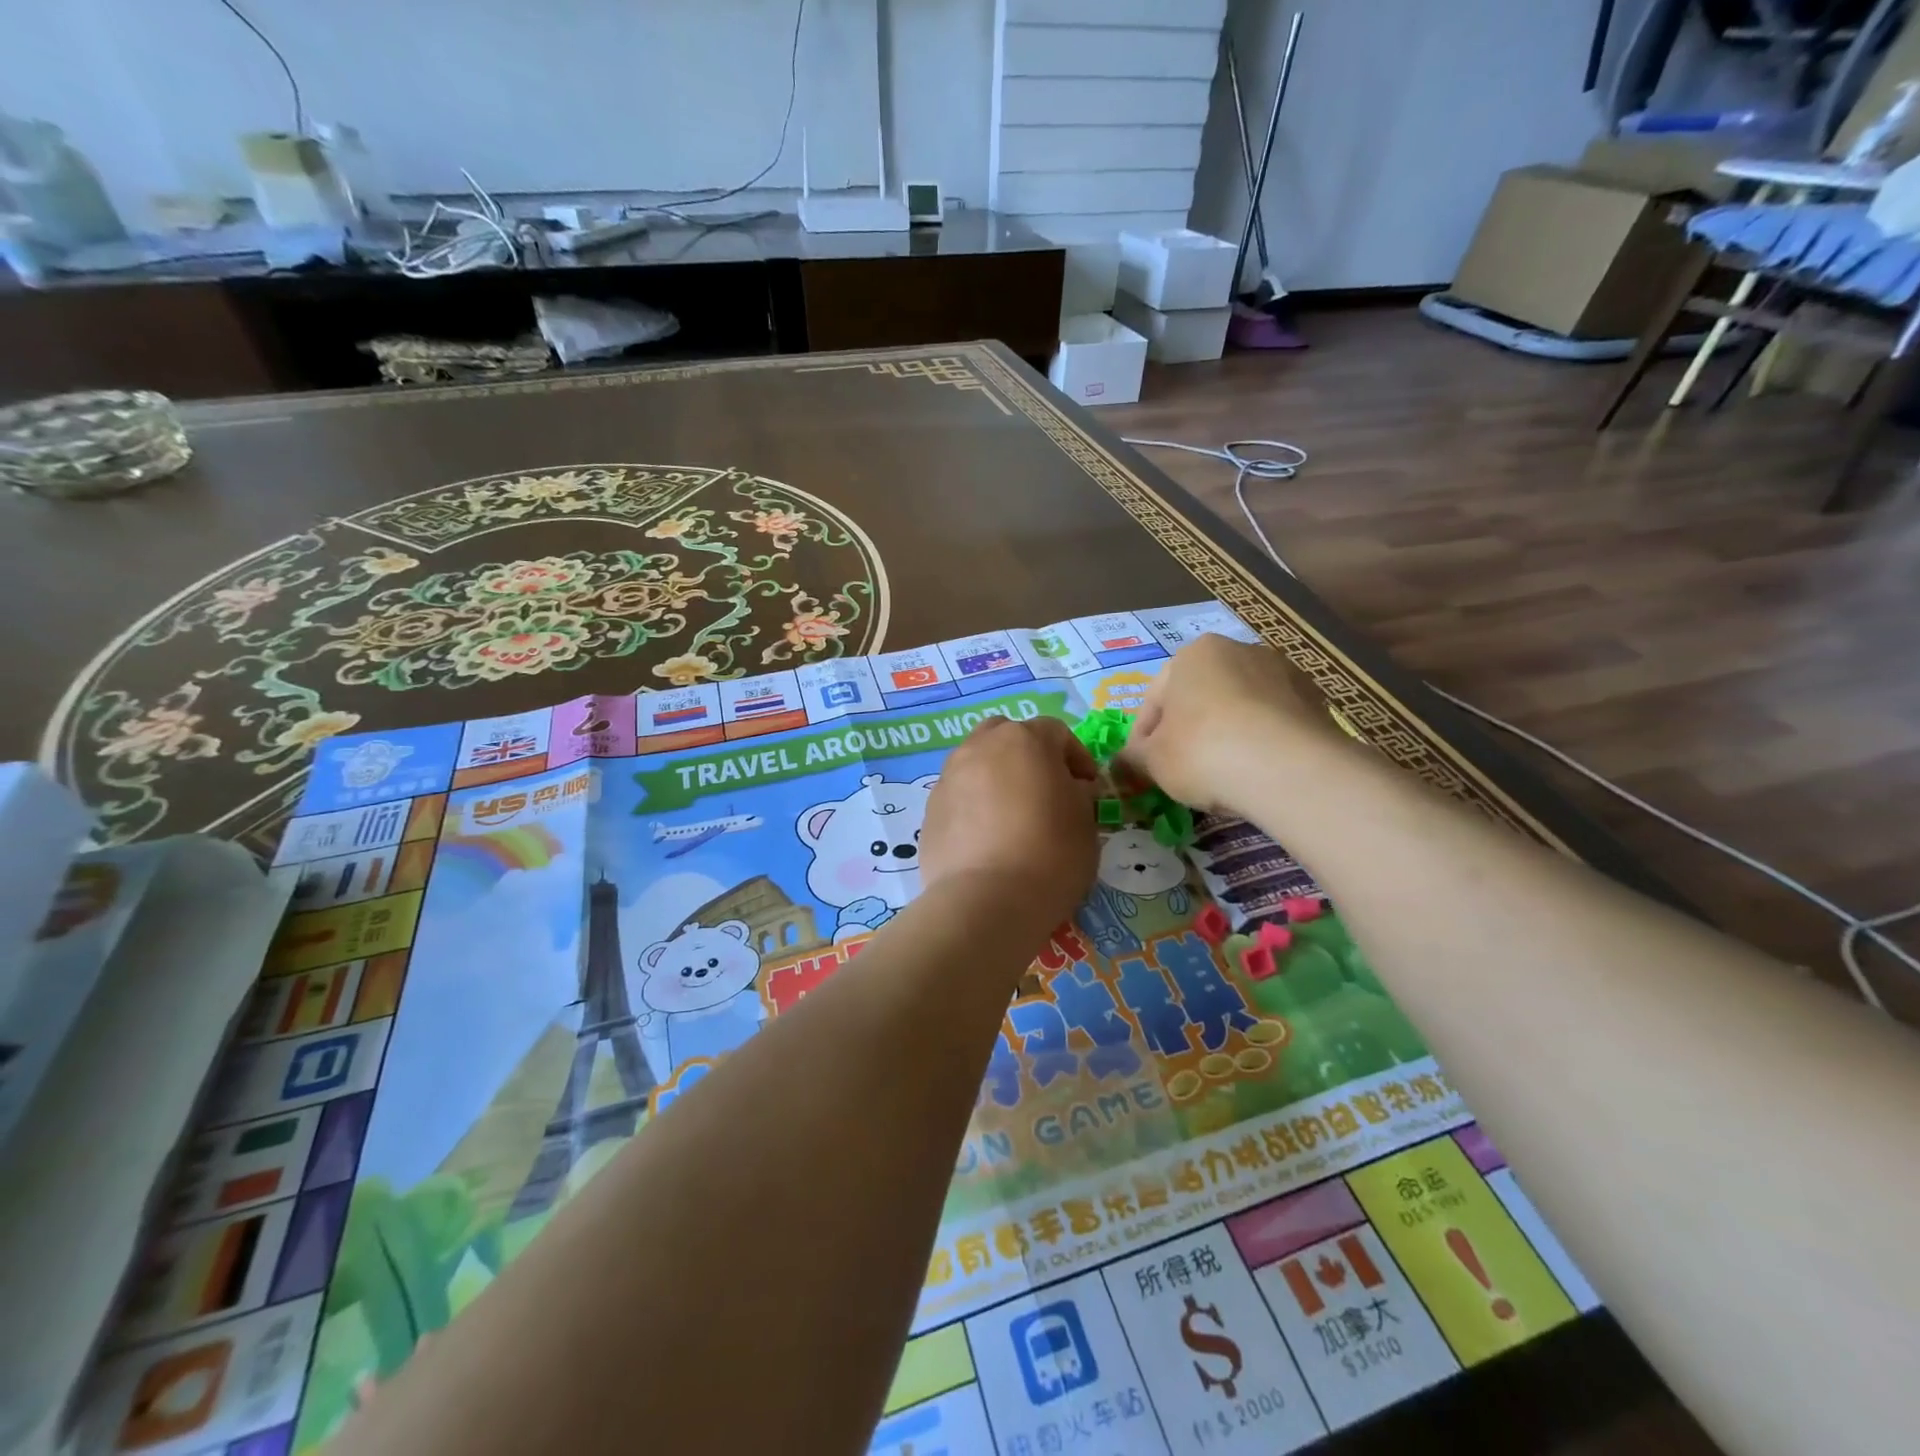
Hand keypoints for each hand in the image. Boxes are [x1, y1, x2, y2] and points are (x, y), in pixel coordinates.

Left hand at [920, 716, 1098, 933]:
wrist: (987, 900)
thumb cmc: (1051, 854)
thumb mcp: (1085, 822)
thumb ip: (1078, 794)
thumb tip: (1069, 789)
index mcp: (1024, 740)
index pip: (1056, 732)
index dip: (1075, 756)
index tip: (1086, 786)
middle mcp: (981, 747)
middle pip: (1006, 735)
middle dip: (1026, 754)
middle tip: (1042, 789)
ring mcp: (949, 776)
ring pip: (976, 762)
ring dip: (996, 777)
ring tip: (1011, 815)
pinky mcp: (930, 809)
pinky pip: (958, 795)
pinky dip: (973, 805)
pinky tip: (986, 839)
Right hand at [1121, 633, 1346, 813]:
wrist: (1286, 768)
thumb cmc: (1202, 751)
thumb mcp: (1152, 760)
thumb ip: (1134, 757)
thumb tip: (1122, 761)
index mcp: (1193, 654)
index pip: (1155, 699)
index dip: (1143, 737)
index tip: (1142, 768)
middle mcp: (1239, 650)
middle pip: (1200, 697)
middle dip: (1188, 731)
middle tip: (1179, 771)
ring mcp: (1283, 672)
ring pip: (1239, 709)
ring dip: (1225, 735)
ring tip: (1220, 776)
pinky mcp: (1315, 700)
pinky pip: (1273, 724)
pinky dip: (1260, 744)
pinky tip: (1254, 774)